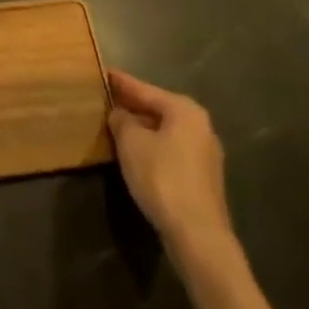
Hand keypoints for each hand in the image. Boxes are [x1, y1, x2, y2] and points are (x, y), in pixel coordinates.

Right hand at [107, 69, 236, 270]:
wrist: (198, 235)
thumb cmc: (162, 178)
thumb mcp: (131, 143)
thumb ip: (121, 120)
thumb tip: (119, 113)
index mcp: (184, 110)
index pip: (144, 89)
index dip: (121, 82)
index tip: (103, 72)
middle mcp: (200, 126)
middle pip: (158, 109)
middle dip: (132, 106)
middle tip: (106, 99)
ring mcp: (205, 154)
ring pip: (165, 131)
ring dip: (142, 129)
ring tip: (116, 126)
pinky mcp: (203, 178)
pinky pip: (171, 150)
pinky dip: (153, 147)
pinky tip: (136, 154)